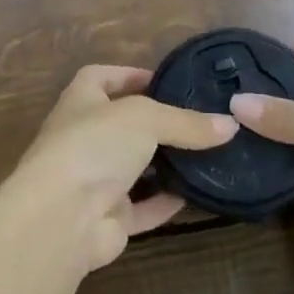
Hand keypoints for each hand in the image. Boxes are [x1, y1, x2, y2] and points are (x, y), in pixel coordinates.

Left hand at [1, 66, 237, 276]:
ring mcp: (94, 180)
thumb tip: (231, 125)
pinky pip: (143, 207)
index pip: (100, 77)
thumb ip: (186, 122)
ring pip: (135, 168)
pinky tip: (198, 195)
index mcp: (81, 102)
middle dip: (156, 123)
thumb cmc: (94, 145)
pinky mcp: (108, 218)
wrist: (62, 217)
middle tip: (199, 120)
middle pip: (122, 125)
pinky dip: (167, 202)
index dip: (129, 75)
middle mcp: (84, 138)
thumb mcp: (144, 118)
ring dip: (164, 164)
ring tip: (207, 154)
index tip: (165, 80)